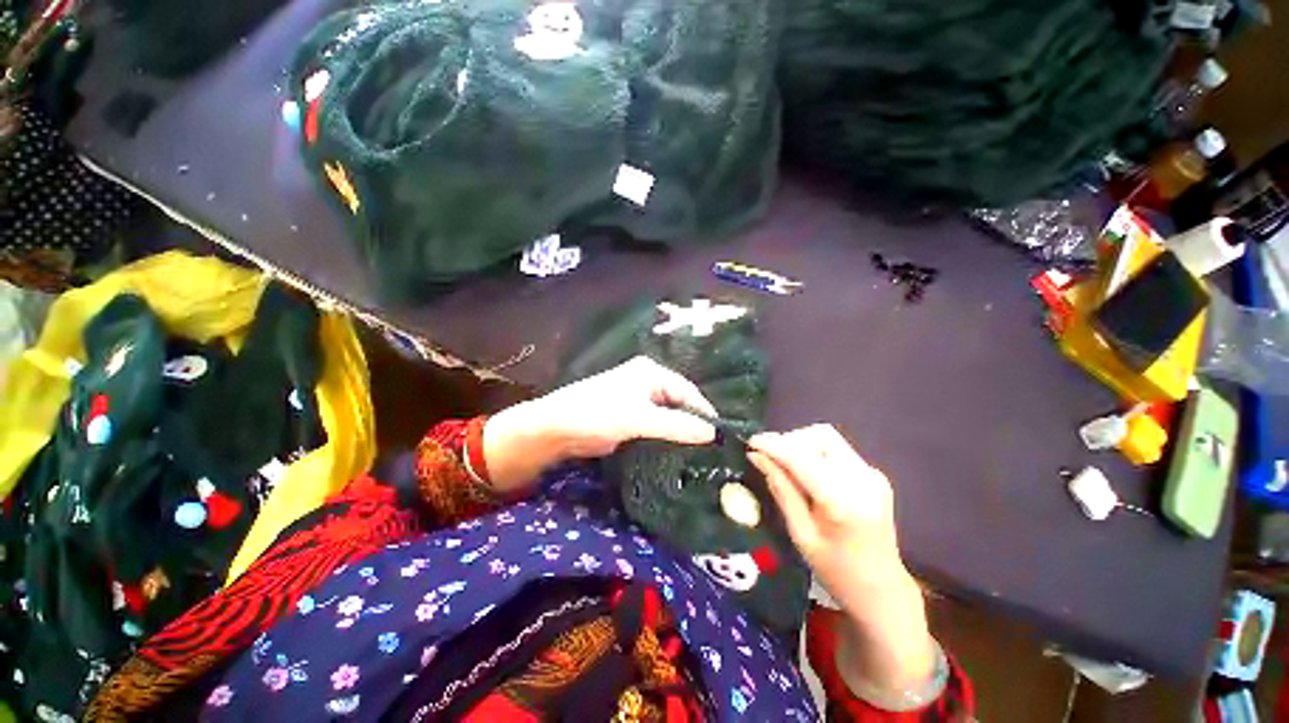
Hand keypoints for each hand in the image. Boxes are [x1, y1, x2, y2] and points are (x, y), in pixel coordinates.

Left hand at [483, 357, 716, 490]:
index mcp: (651, 372)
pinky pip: (657, 426)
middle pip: (679, 403)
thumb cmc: (598, 414)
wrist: (556, 429)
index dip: (704, 412)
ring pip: (669, 417)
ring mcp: (639, 400)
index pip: (687, 391)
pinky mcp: (631, 418)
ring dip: (680, 432)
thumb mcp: (639, 419)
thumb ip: (676, 425)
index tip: (721, 436)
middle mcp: (648, 382)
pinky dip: (666, 438)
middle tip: (712, 449)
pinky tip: (677, 453)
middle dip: (693, 423)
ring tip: (700, 454)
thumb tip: (712, 433)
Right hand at [748, 425, 935, 696]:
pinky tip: (807, 474)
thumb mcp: (800, 533)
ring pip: (827, 438)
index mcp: (842, 500)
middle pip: (818, 436)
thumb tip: (757, 456)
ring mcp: (872, 474)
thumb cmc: (836, 570)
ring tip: (786, 465)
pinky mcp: (874, 474)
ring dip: (801, 444)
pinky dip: (815, 453)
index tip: (750, 441)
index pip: (800, 456)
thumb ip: (781, 488)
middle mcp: (862, 479)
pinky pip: (837, 450)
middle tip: (769, 458)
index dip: (772, 444)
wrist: (882, 589)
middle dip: (788, 441)